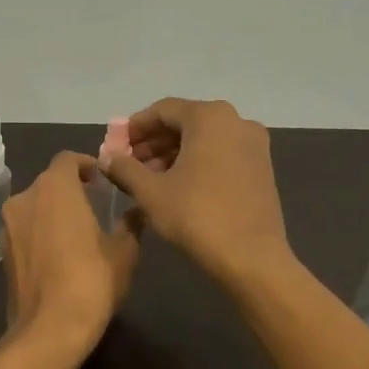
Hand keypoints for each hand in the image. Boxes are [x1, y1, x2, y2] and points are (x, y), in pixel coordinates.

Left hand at [2, 152, 139, 354]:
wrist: (50, 328)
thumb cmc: (92, 280)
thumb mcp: (124, 251)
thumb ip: (129, 224)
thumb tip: (137, 212)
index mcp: (54, 188)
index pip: (67, 160)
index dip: (85, 164)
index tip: (101, 178)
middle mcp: (24, 199)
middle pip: (48, 183)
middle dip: (69, 190)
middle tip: (93, 205)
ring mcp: (8, 227)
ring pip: (33, 208)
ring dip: (53, 212)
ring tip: (77, 232)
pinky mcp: (2, 253)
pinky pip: (25, 231)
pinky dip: (40, 234)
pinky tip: (60, 255)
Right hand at [101, 98, 291, 289]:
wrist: (251, 257)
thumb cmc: (197, 217)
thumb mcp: (151, 192)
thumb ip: (124, 168)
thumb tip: (105, 157)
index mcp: (209, 117)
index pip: (162, 110)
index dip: (134, 127)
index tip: (115, 146)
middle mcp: (236, 121)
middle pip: (184, 123)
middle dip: (153, 142)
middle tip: (128, 165)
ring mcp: (254, 144)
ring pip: (203, 140)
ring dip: (173, 154)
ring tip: (148, 180)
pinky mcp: (262, 167)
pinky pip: (221, 154)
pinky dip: (196, 163)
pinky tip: (177, 187)